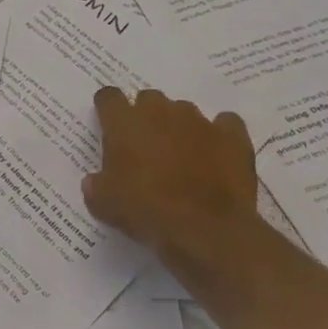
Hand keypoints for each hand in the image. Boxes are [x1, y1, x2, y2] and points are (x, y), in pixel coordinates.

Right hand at [81, 86, 260, 267]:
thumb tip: (94, 182)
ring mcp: (199, 121)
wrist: (206, 231)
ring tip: (182, 155)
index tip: (109, 125)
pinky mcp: (232, 136)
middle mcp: (160, 111)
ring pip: (184, 111)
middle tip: (145, 146)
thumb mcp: (104, 204)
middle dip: (145, 117)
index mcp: (124, 122)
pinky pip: (225, 124)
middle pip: (148, 99)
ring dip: (179, 126)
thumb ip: (96, 186)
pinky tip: (216, 153)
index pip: (109, 97)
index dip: (108, 110)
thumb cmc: (146, 210)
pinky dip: (219, 134)